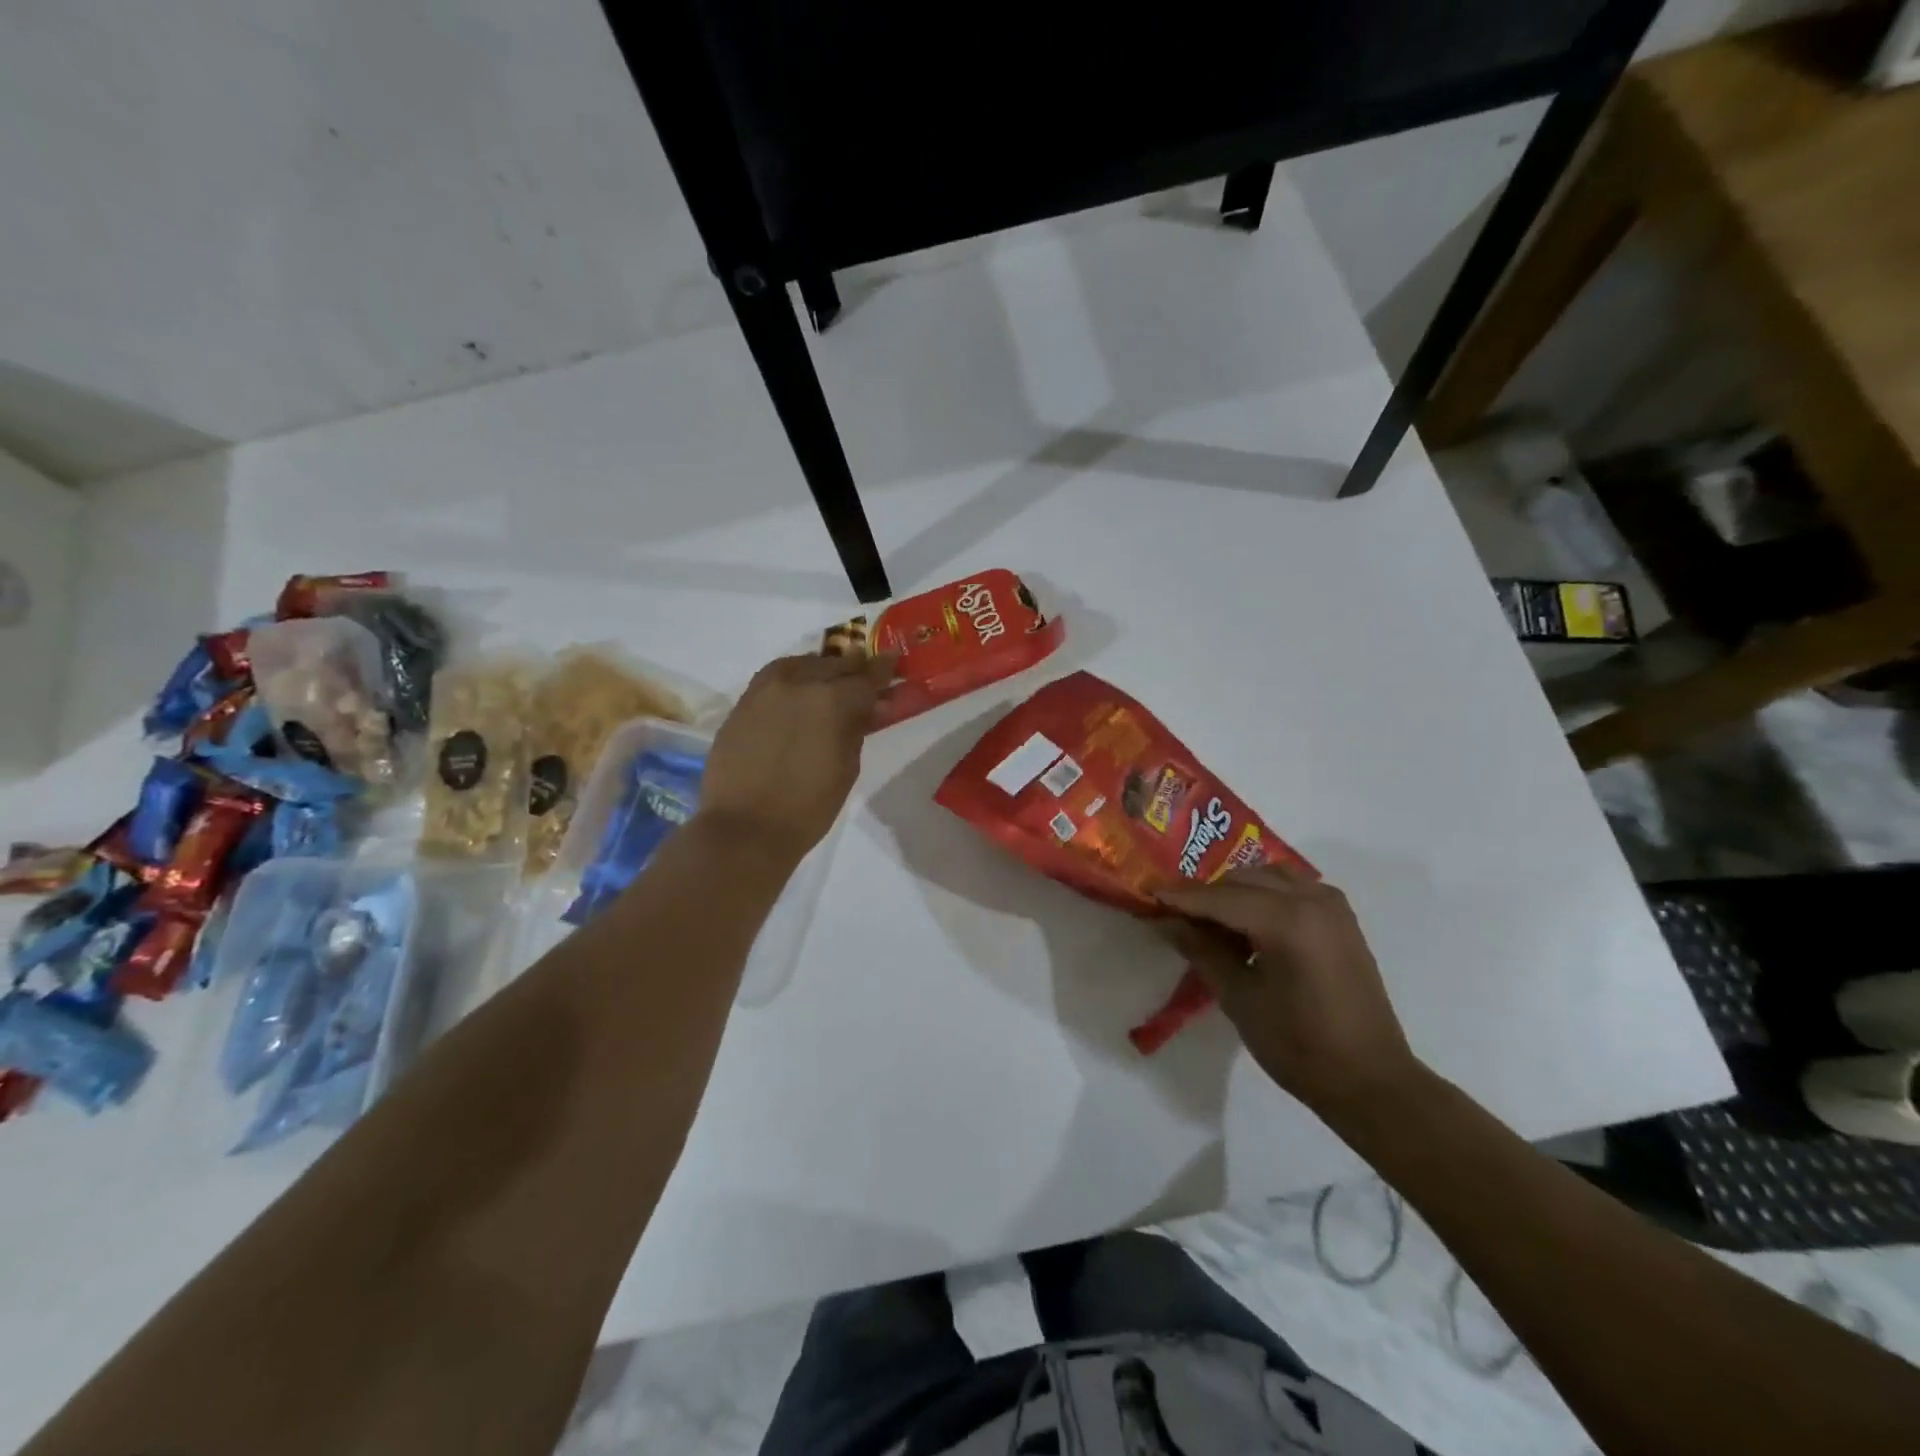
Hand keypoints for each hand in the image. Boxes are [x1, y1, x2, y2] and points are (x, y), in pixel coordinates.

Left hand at [697, 652, 896, 862]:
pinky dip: (792, 678)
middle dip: (854, 669)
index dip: (883, 671)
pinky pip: (774, 678)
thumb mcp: (847, 768)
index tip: (893, 663)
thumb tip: (866, 707)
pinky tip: (799, 693)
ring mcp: (766, 690)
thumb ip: (857, 728)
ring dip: (821, 669)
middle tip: (866, 676)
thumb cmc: (808, 807)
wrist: (745, 828)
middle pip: (834, 665)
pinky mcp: (742, 703)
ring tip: (830, 682)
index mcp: (832, 700)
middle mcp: (798, 683)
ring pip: (801, 664)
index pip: (866, 677)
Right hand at [1156, 863, 1422, 1118]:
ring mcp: (1331, 905)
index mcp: (1287, 921)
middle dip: (1207, 893)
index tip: (1148, 894)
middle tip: (1175, 914)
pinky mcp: (1341, 917)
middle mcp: (1311, 900)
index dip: (1181, 897)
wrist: (1371, 1080)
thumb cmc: (1299, 1046)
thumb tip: (1165, 921)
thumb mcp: (1239, 998)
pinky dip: (1264, 894)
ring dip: (1236, 890)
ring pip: (1268, 876)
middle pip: (1243, 879)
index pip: (1220, 898)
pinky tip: (1249, 922)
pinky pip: (1292, 887)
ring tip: (1211, 920)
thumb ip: (1201, 950)